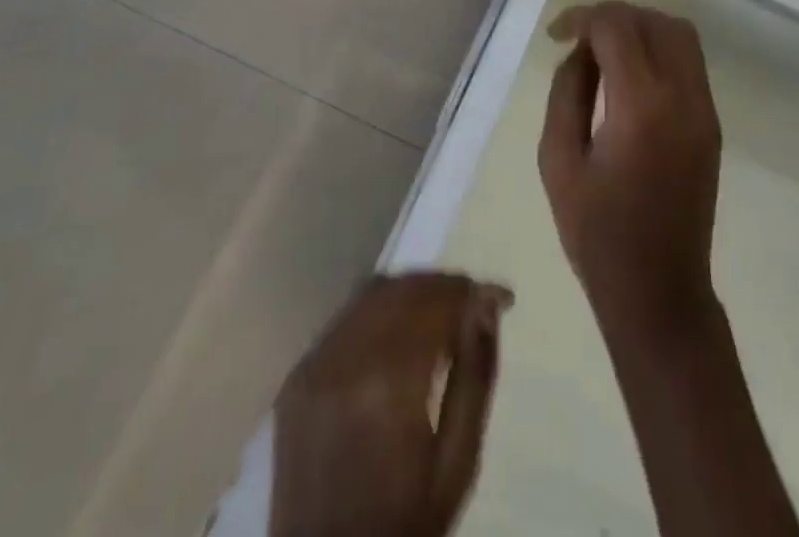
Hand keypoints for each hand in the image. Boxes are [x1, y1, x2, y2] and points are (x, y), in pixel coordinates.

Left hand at [270, 272, 511, 536]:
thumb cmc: (405, 522)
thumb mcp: (458, 461)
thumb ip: (476, 374)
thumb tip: (486, 303)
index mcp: (390, 386)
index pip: (437, 302)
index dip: (472, 291)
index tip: (502, 298)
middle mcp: (346, 362)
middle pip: (405, 288)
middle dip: (445, 286)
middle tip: (474, 303)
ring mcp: (314, 366)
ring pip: (373, 292)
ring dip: (413, 291)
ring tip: (440, 313)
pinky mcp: (296, 376)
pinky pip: (346, 317)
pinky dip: (380, 309)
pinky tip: (399, 332)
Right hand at [538, 1, 723, 344]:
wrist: (660, 291)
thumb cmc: (598, 234)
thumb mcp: (559, 161)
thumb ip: (567, 93)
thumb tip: (581, 52)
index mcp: (640, 105)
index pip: (617, 27)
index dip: (583, 17)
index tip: (556, 34)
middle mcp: (681, 96)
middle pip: (653, 20)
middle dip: (613, 17)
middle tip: (580, 38)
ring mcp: (704, 108)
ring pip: (679, 34)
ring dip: (641, 27)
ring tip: (605, 50)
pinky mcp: (711, 122)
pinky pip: (689, 62)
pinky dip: (660, 49)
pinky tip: (631, 75)